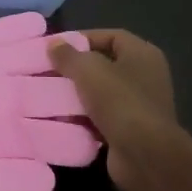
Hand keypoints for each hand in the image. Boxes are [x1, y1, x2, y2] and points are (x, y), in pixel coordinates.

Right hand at [49, 30, 177, 190]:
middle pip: (103, 65)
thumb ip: (68, 55)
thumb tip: (53, 44)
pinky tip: (60, 119)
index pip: (110, 36)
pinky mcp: (129, 129)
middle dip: (74, 69)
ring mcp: (138, 104)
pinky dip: (81, 118)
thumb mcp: (88, 70)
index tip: (55, 48)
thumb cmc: (120, 101)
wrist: (144, 154)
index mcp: (142, 54)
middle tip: (46, 72)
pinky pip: (100, 116)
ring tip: (47, 95)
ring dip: (75, 95)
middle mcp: (144, 76)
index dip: (82, 38)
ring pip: (99, 92)